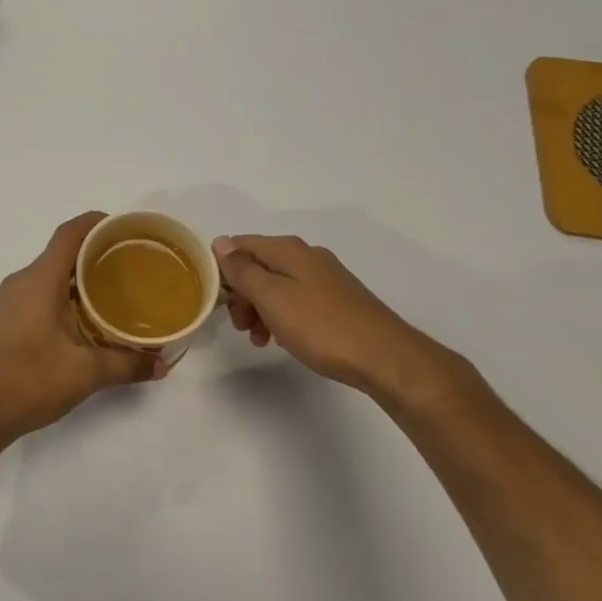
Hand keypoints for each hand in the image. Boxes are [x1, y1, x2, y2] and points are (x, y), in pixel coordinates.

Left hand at [0, 213, 165, 438]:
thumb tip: (163, 363)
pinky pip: (41, 292)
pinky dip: (66, 294)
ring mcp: (11, 300)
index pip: (69, 233)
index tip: (125, 228)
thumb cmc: (30, 381)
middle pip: (62, 252)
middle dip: (96, 252)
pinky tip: (87, 318)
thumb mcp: (86, 373)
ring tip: (116, 290)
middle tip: (132, 264)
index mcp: (40, 280)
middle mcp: (23, 281)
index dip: (96, 223)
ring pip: (51, 274)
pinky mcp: (7, 318)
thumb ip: (127, 364)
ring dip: (81, 277)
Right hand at [213, 234, 469, 403]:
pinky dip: (281, 316)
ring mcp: (325, 278)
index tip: (215, 300)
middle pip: (257, 266)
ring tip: (260, 339)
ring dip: (259, 309)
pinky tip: (283, 339)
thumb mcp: (272, 297)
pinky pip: (295, 300)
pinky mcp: (337, 301)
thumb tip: (220, 242)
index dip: (221, 269)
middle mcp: (306, 256)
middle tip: (240, 326)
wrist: (386, 358)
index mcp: (288, 250)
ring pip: (276, 286)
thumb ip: (242, 269)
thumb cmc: (321, 326)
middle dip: (241, 294)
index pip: (239, 245)